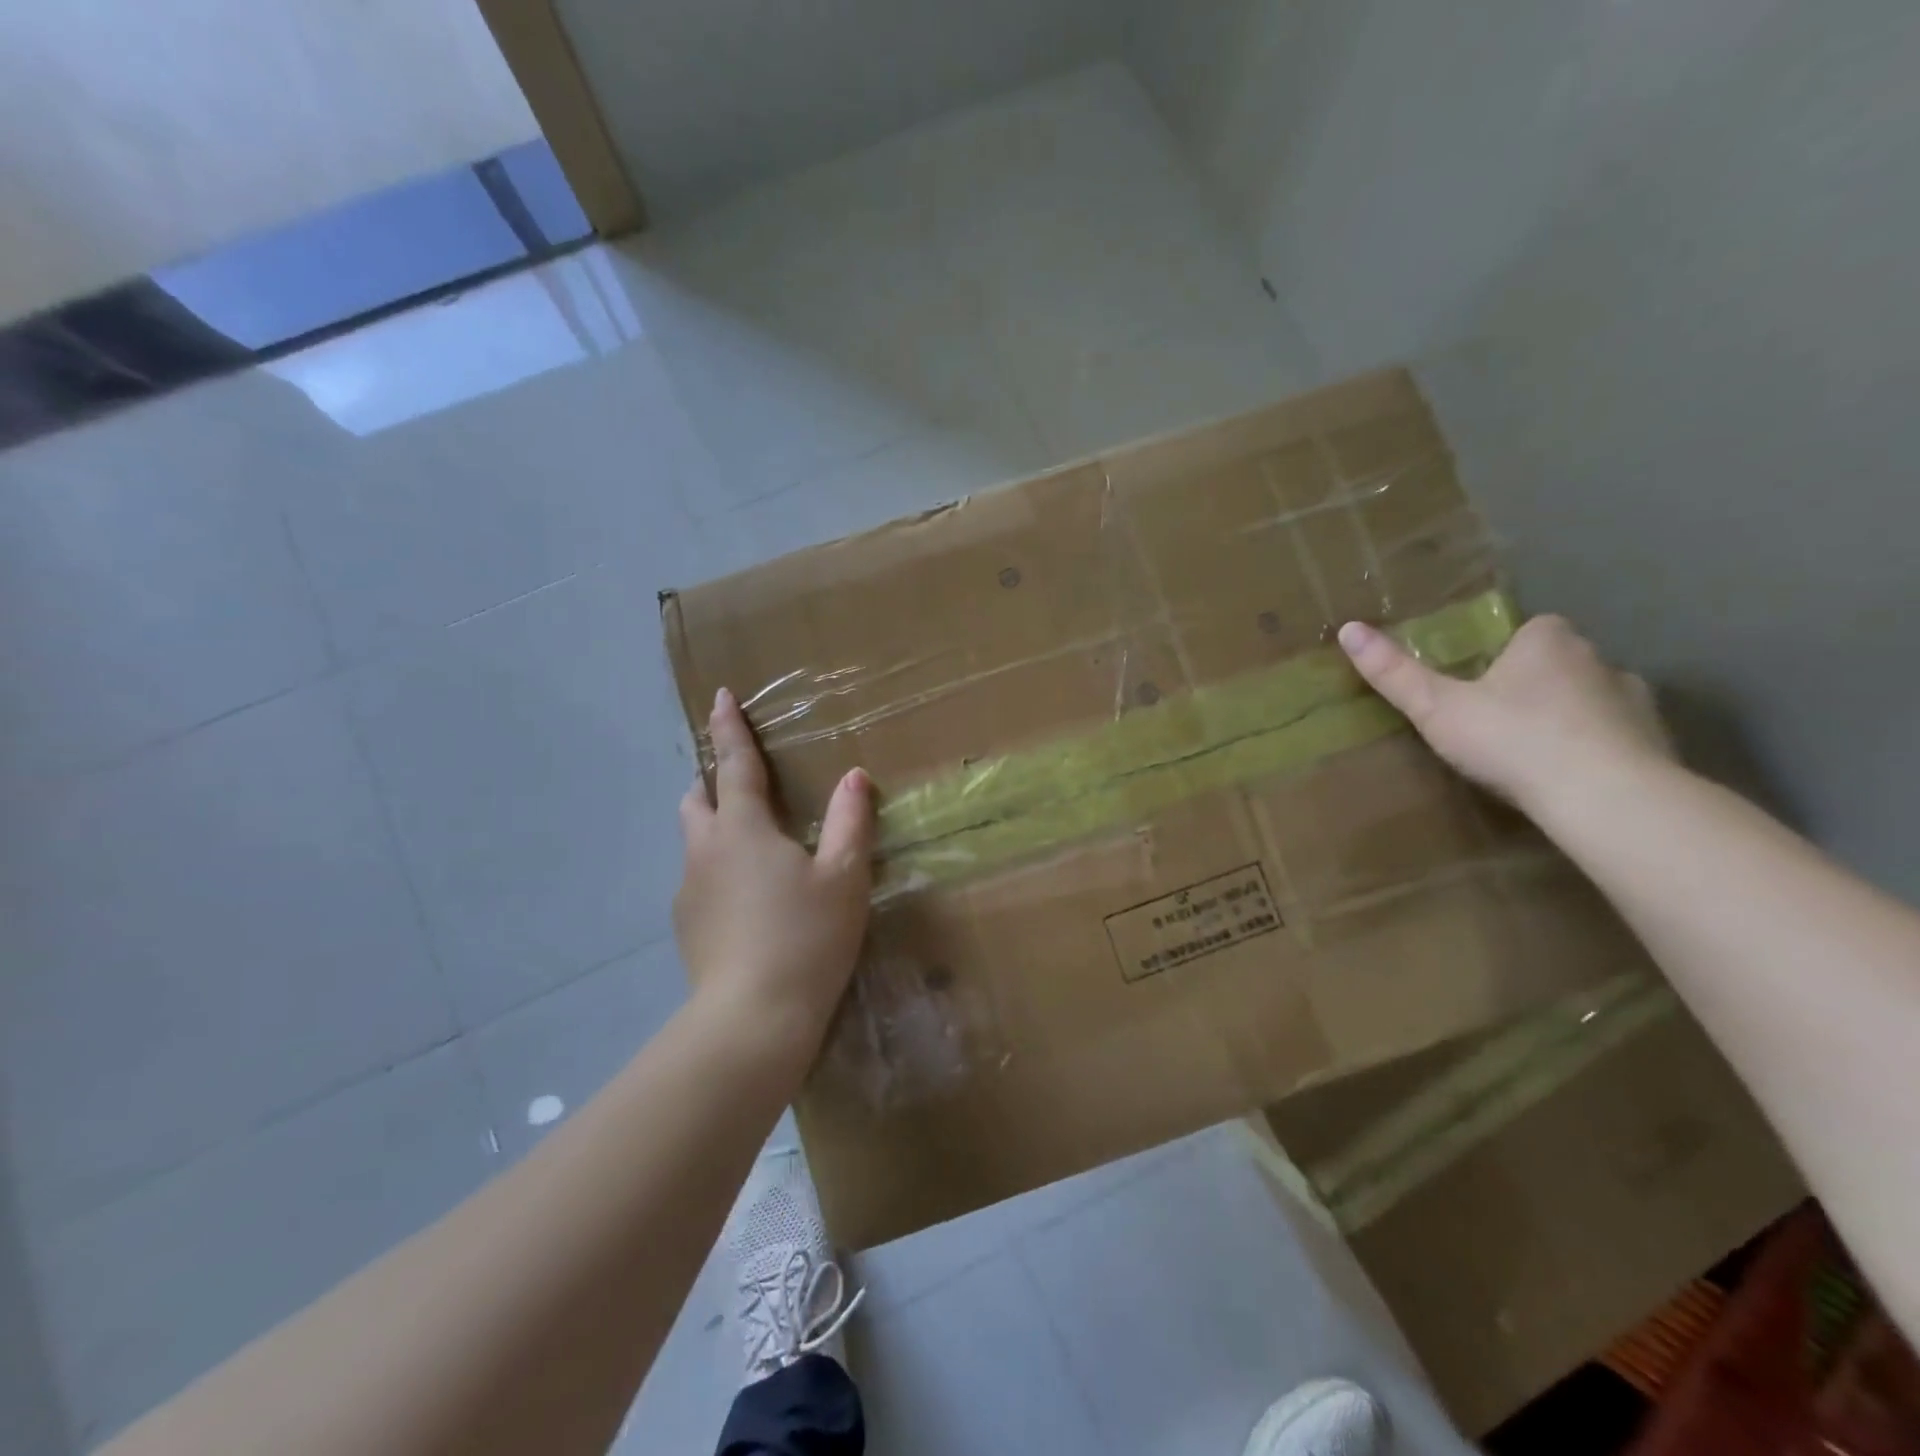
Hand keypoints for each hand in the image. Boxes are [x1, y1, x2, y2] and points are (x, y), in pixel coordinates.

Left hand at [674, 687, 874, 1045]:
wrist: (752, 1019)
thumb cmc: (806, 937)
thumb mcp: (844, 877)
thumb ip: (850, 822)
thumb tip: (855, 777)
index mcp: (743, 829)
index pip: (733, 765)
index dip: (729, 729)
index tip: (720, 697)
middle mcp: (706, 851)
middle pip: (697, 799)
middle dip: (712, 780)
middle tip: (737, 780)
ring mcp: (688, 891)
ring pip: (696, 842)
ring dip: (715, 828)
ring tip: (751, 846)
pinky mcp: (686, 927)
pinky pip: (699, 881)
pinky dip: (718, 872)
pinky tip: (747, 903)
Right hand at [1338, 614, 1672, 813]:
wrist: (1606, 798)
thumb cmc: (1513, 740)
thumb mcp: (1437, 709)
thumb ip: (1394, 674)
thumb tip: (1348, 628)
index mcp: (1548, 642)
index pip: (1531, 629)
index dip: (1506, 650)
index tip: (1481, 680)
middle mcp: (1599, 660)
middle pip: (1562, 662)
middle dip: (1536, 683)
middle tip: (1497, 719)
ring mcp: (1636, 702)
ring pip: (1593, 699)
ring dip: (1570, 716)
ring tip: (1534, 753)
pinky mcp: (1658, 744)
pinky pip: (1618, 737)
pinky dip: (1597, 749)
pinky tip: (1572, 778)